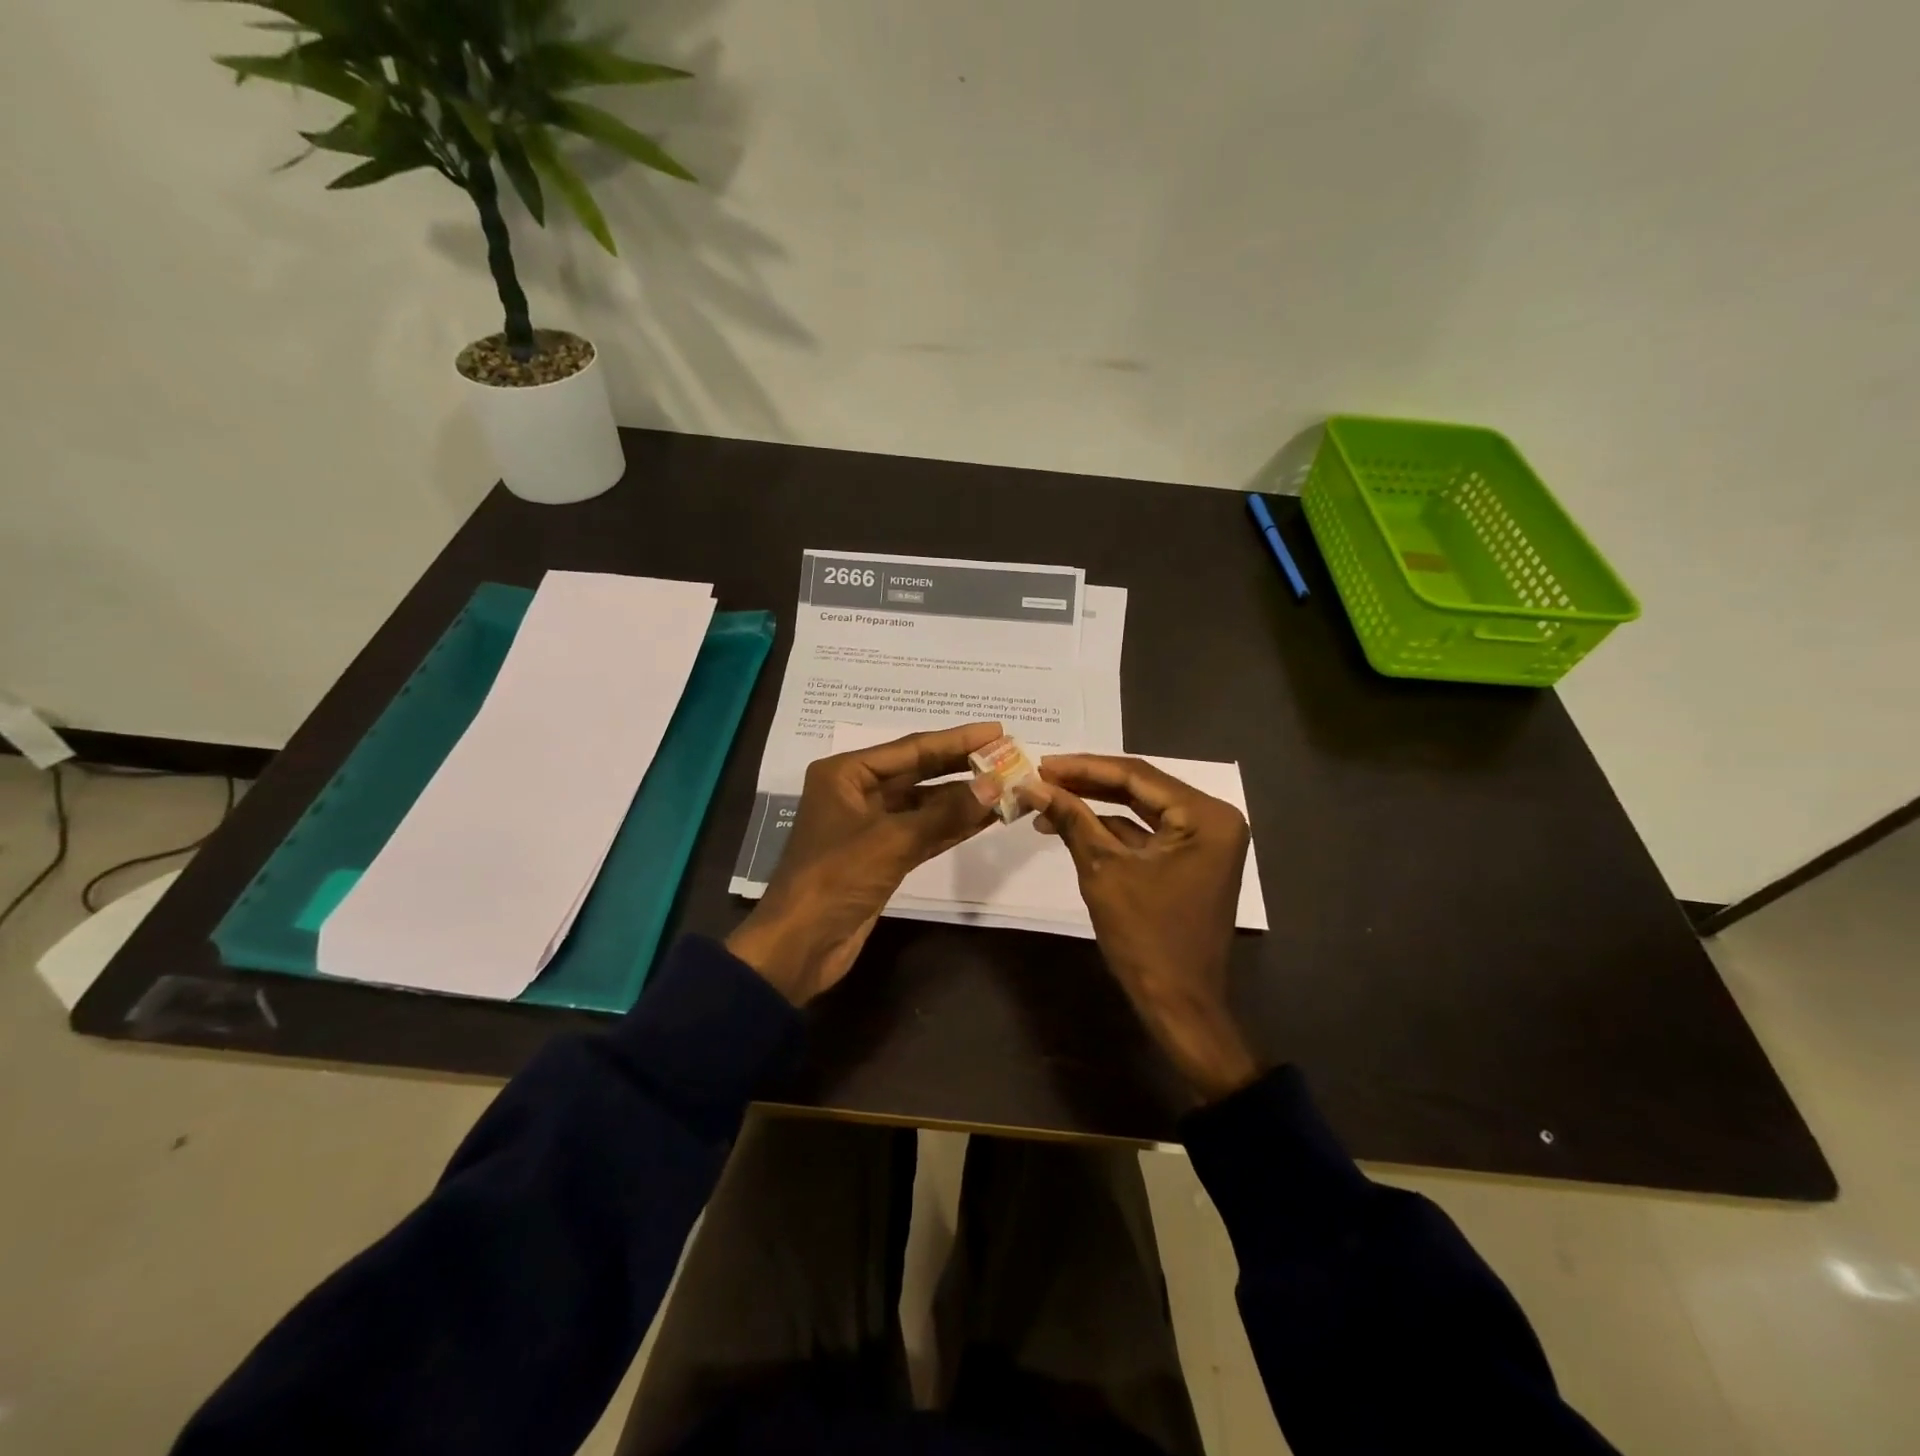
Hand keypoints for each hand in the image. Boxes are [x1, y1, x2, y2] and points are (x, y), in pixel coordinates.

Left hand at [727, 722, 1002, 1004]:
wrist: (800, 945)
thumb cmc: (836, 877)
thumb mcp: (892, 840)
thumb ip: (946, 812)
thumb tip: (994, 785)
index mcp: (845, 773)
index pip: (911, 748)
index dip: (956, 740)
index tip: (997, 731)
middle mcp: (856, 792)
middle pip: (918, 772)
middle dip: (962, 767)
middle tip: (1007, 756)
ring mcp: (870, 826)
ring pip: (924, 805)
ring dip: (962, 799)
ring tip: (1006, 786)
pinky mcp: (882, 857)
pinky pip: (923, 832)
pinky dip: (952, 827)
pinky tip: (985, 818)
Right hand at [1027, 755, 1261, 1102]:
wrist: (1178, 1004)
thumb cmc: (1146, 936)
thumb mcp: (1103, 871)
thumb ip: (1071, 820)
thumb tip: (1033, 785)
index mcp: (1206, 816)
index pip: (1136, 775)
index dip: (1084, 767)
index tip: (1042, 763)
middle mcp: (1213, 820)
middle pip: (1140, 788)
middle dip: (1088, 784)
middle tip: (1042, 777)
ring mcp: (1204, 842)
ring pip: (1140, 810)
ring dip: (1095, 807)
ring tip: (1047, 800)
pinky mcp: (1190, 861)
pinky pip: (1146, 834)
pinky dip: (1111, 830)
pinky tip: (1071, 825)